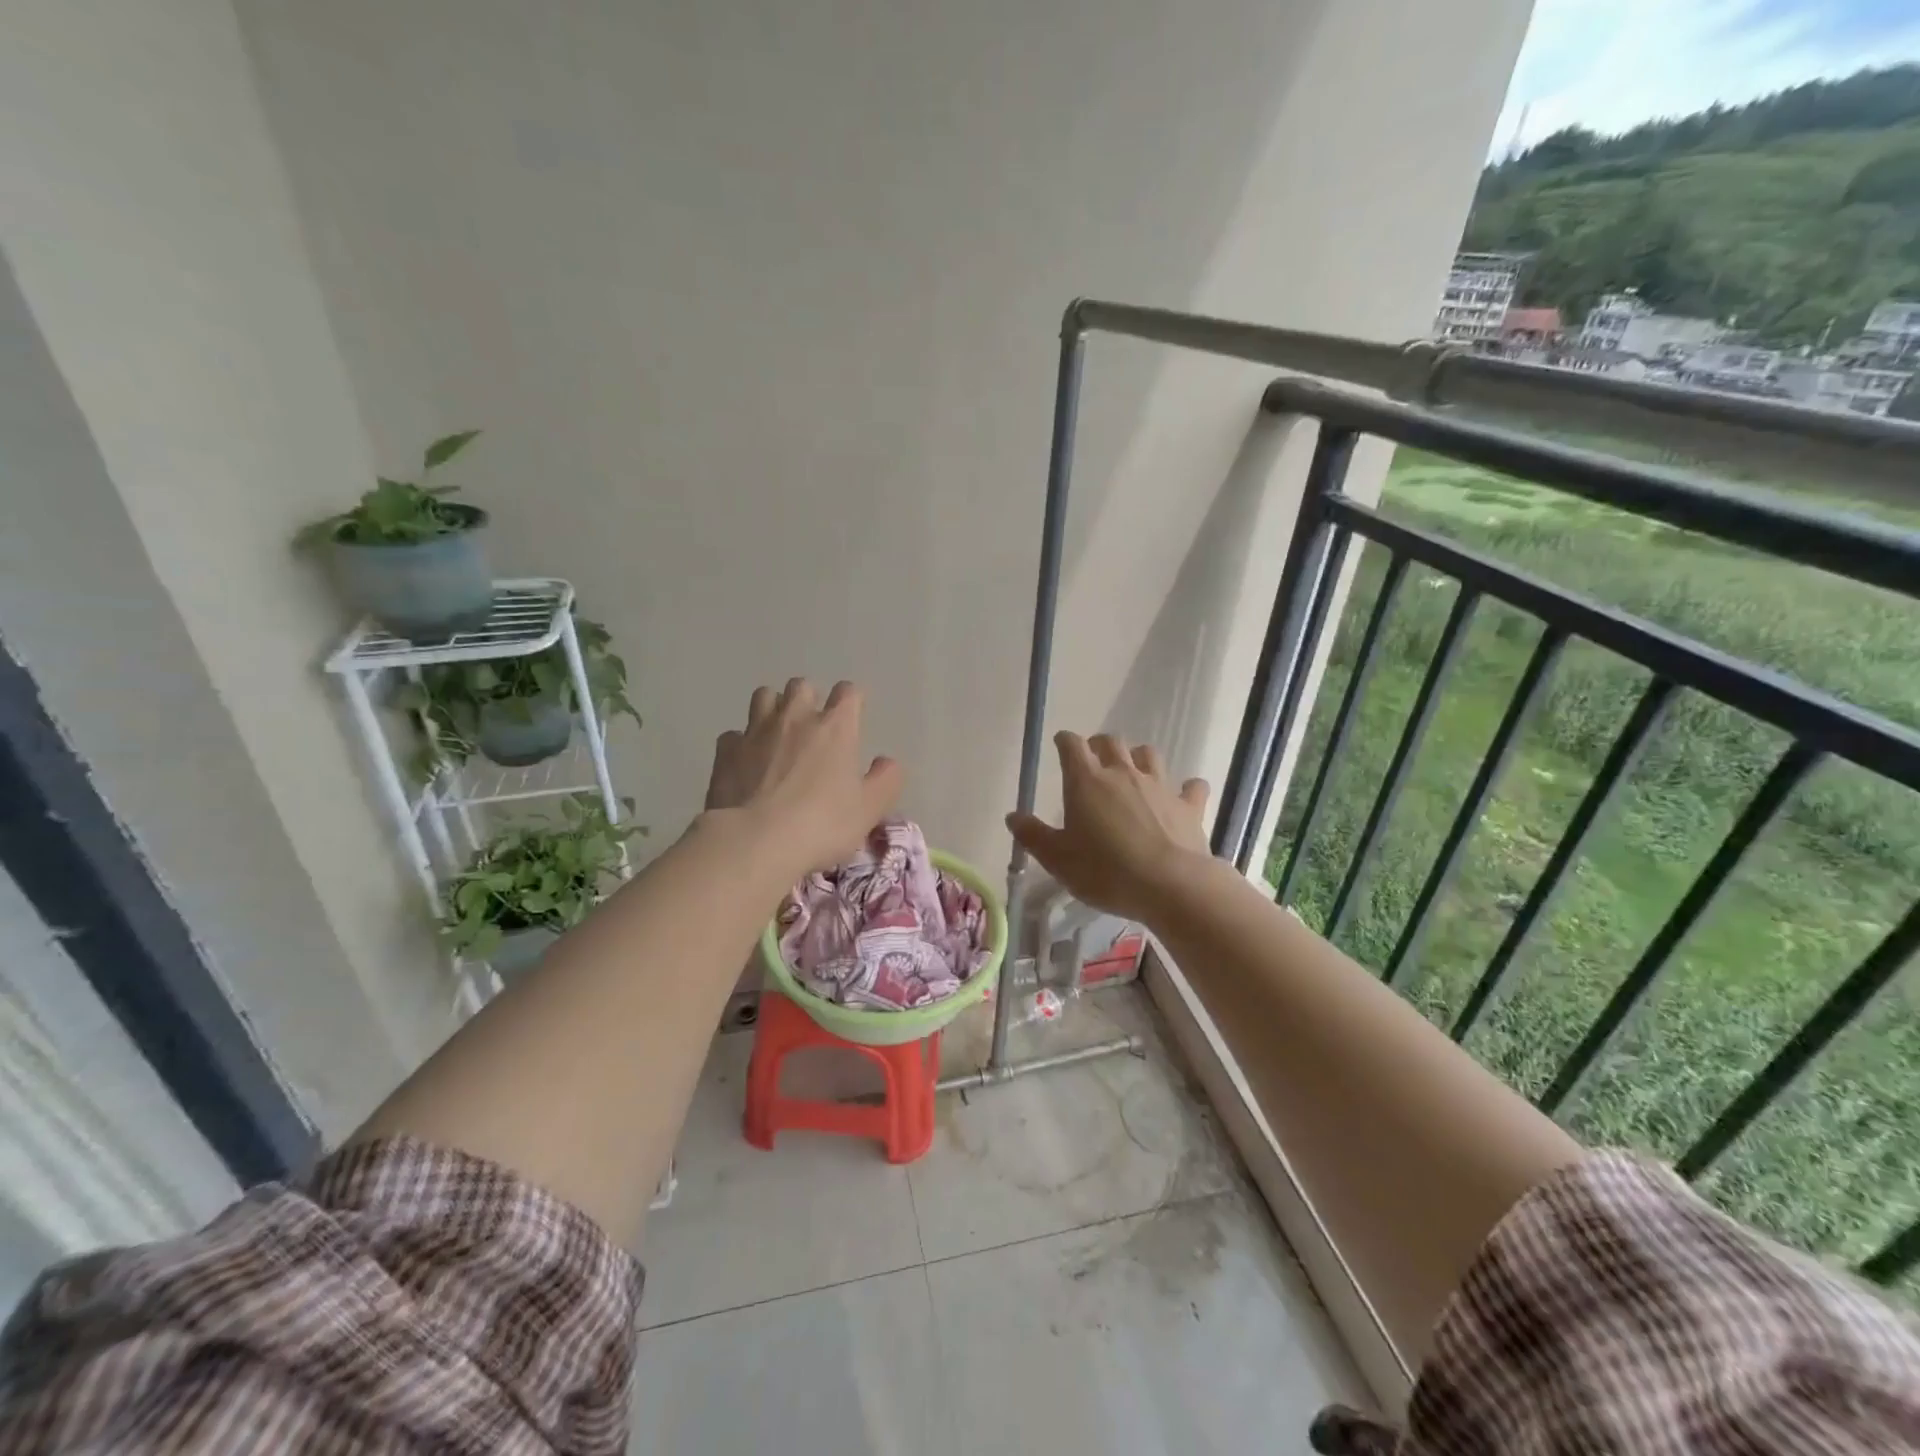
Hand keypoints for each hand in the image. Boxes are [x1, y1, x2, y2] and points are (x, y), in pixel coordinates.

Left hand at [705, 679, 902, 876]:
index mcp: (836, 727)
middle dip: (809, 699)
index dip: (852, 701)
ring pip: (764, 696)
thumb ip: (886, 780)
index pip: (848, 693)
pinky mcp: (726, 751)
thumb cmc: (821, 824)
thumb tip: (887, 762)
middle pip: (802, 686)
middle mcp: (796, 718)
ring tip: (778, 734)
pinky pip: (735, 734)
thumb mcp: (869, 809)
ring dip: (774, 708)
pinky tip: (746, 762)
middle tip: (813, 728)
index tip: (852, 717)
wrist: (754, 841)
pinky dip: (742, 742)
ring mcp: (756, 731)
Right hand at [1006, 732, 1209, 922]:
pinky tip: (1183, 795)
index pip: (1072, 745)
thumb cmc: (1105, 871)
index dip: (1065, 741)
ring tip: (1133, 770)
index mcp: (1087, 781)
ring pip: (1149, 755)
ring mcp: (1159, 786)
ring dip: (1138, 757)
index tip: (1061, 744)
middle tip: (1093, 759)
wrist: (1170, 885)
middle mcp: (1123, 773)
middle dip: (1099, 744)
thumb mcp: (1058, 859)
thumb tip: (1013, 816)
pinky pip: (1191, 787)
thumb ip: (1033, 836)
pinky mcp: (1188, 806)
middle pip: (1111, 742)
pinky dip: (1186, 788)